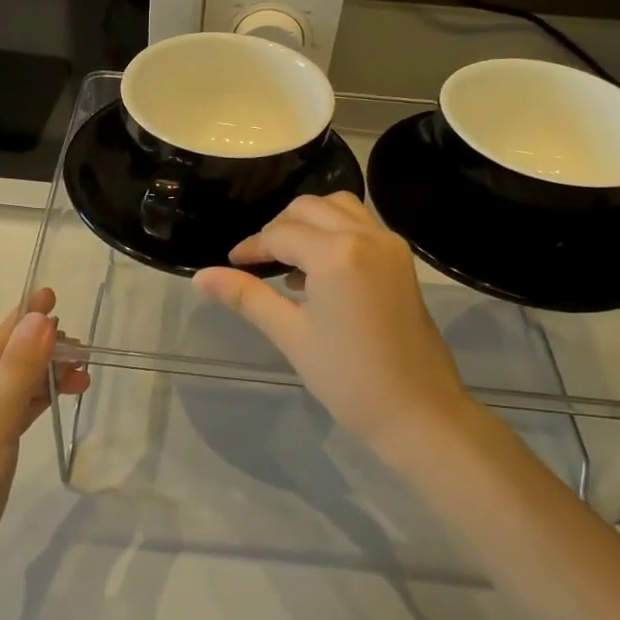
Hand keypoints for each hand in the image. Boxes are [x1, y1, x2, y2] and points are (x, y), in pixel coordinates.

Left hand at [0, 287, 87, 607]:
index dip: (28, 317)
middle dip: (43, 353)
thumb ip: (19, 369)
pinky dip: (31, 405)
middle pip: (3, 362)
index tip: (54, 294)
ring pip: (8, 389)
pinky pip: (5, 414)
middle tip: (85, 355)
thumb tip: (39, 318)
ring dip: (42, 380)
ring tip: (82, 378)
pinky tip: (53, 401)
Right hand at [192, 194, 478, 461]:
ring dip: (308, 224)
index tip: (230, 264)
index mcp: (337, 253)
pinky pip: (360, 226)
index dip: (251, 247)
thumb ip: (246, 296)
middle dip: (278, 229)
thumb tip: (200, 277)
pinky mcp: (401, 260)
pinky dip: (334, 233)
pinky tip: (319, 272)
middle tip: (256, 263)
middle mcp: (366, 235)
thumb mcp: (291, 334)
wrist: (419, 411)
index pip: (280, 234)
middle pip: (309, 209)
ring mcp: (389, 245)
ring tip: (288, 262)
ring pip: (338, 209)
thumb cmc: (348, 378)